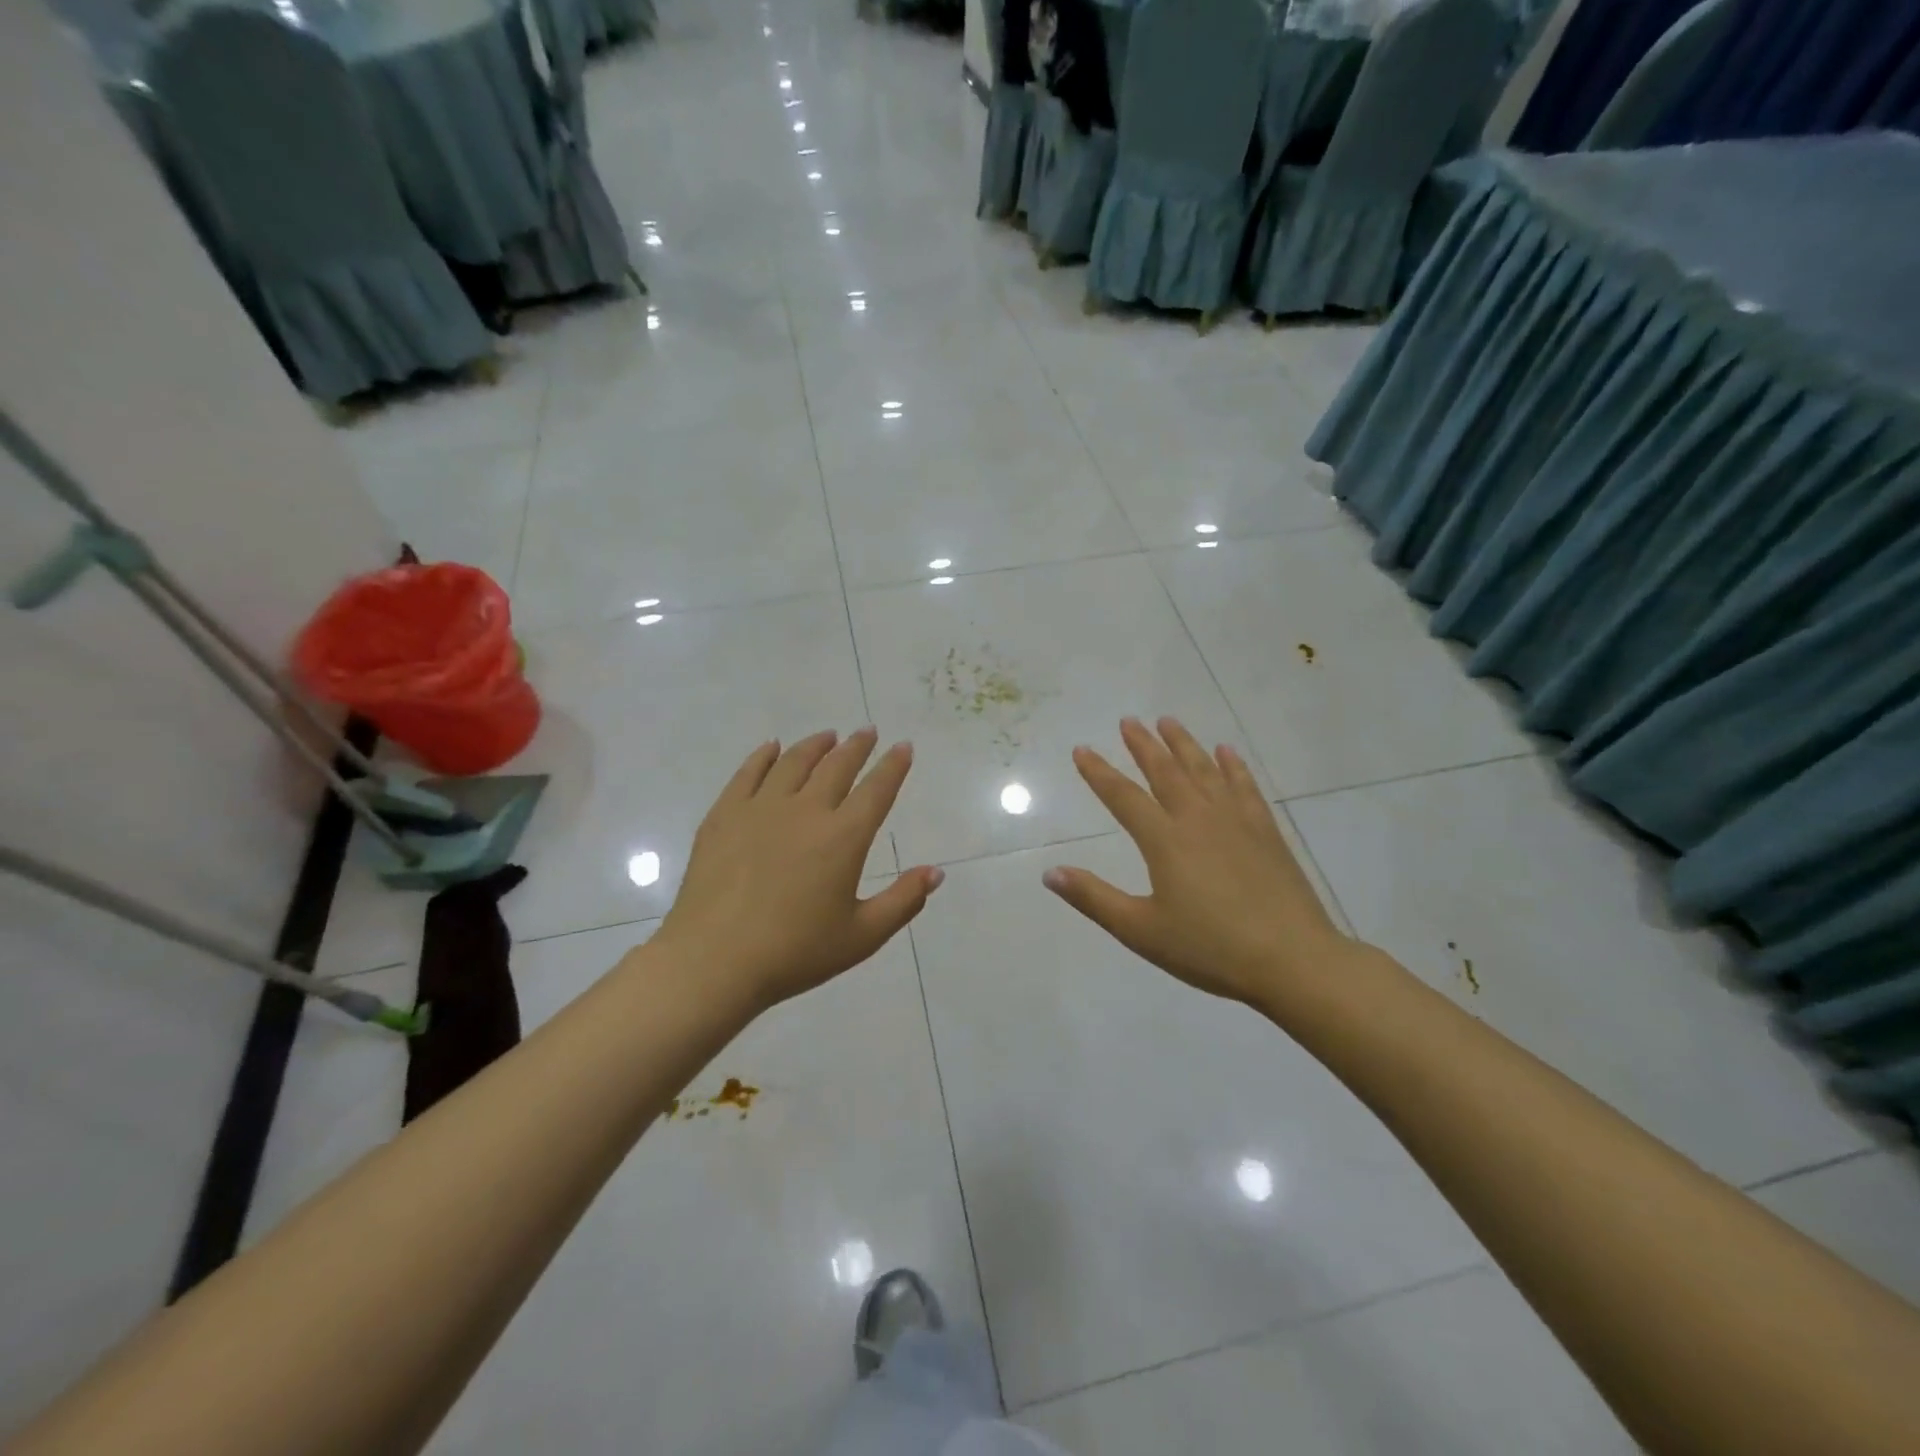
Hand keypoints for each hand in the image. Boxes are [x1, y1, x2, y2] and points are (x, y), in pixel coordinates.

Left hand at [653, 729, 942, 1012]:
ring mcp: (761, 808)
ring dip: (816, 745)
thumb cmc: (795, 953)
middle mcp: (806, 810)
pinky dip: (764, 755)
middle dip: (857, 746)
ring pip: (794, 762)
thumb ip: (903, 901)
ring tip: (827, 736)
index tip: (903, 746)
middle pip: (837, 766)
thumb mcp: (862, 936)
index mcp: (843, 837)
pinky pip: (748, 772)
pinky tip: (771, 747)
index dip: (893, 766)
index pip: (876, 789)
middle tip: (867, 732)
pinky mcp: (724, 815)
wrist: (714, 960)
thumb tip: (935, 872)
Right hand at [1043, 717, 1356, 1008]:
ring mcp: (1236, 821)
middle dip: (1144, 745)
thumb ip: (1094, 898)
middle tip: (1128, 720)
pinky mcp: (1266, 832)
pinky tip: (1226, 751)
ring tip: (1168, 721)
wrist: (1292, 959)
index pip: (1123, 797)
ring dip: (1184, 744)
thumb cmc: (1210, 948)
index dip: (1099, 772)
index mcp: (1165, 841)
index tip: (1082, 749)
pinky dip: (1233, 766)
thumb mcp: (1141, 931)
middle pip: (1166, 772)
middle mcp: (1198, 819)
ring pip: (1204, 770)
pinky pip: (1245, 786)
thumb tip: (1049, 872)